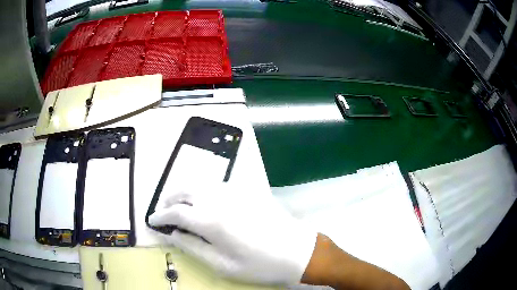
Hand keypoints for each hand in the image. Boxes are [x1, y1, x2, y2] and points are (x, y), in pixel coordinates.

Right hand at [148, 182, 316, 284]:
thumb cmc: (260, 264)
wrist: (297, 250)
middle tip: (164, 211)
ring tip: (180, 205)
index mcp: (211, 221)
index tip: (152, 220)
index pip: (175, 212)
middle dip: (169, 199)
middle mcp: (219, 199)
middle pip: (184, 190)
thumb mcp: (223, 265)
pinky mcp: (247, 188)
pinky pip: (216, 183)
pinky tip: (205, 200)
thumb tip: (173, 234)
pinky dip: (203, 189)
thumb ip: (193, 248)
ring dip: (184, 191)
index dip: (160, 215)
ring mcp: (235, 190)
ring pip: (199, 183)